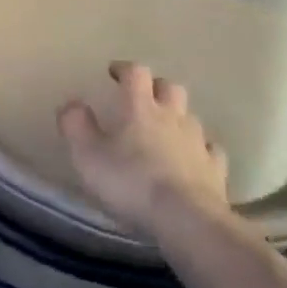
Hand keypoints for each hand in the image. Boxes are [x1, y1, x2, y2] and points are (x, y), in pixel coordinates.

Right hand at [58, 62, 229, 237]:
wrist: (186, 218)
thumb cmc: (131, 183)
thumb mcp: (88, 156)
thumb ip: (76, 126)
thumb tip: (71, 103)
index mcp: (140, 108)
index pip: (136, 74)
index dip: (125, 69)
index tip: (114, 72)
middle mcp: (172, 116)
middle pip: (170, 88)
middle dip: (156, 87)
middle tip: (143, 97)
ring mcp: (198, 141)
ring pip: (190, 117)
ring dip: (178, 117)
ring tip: (167, 130)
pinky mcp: (215, 168)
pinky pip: (210, 150)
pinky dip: (201, 149)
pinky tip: (194, 159)